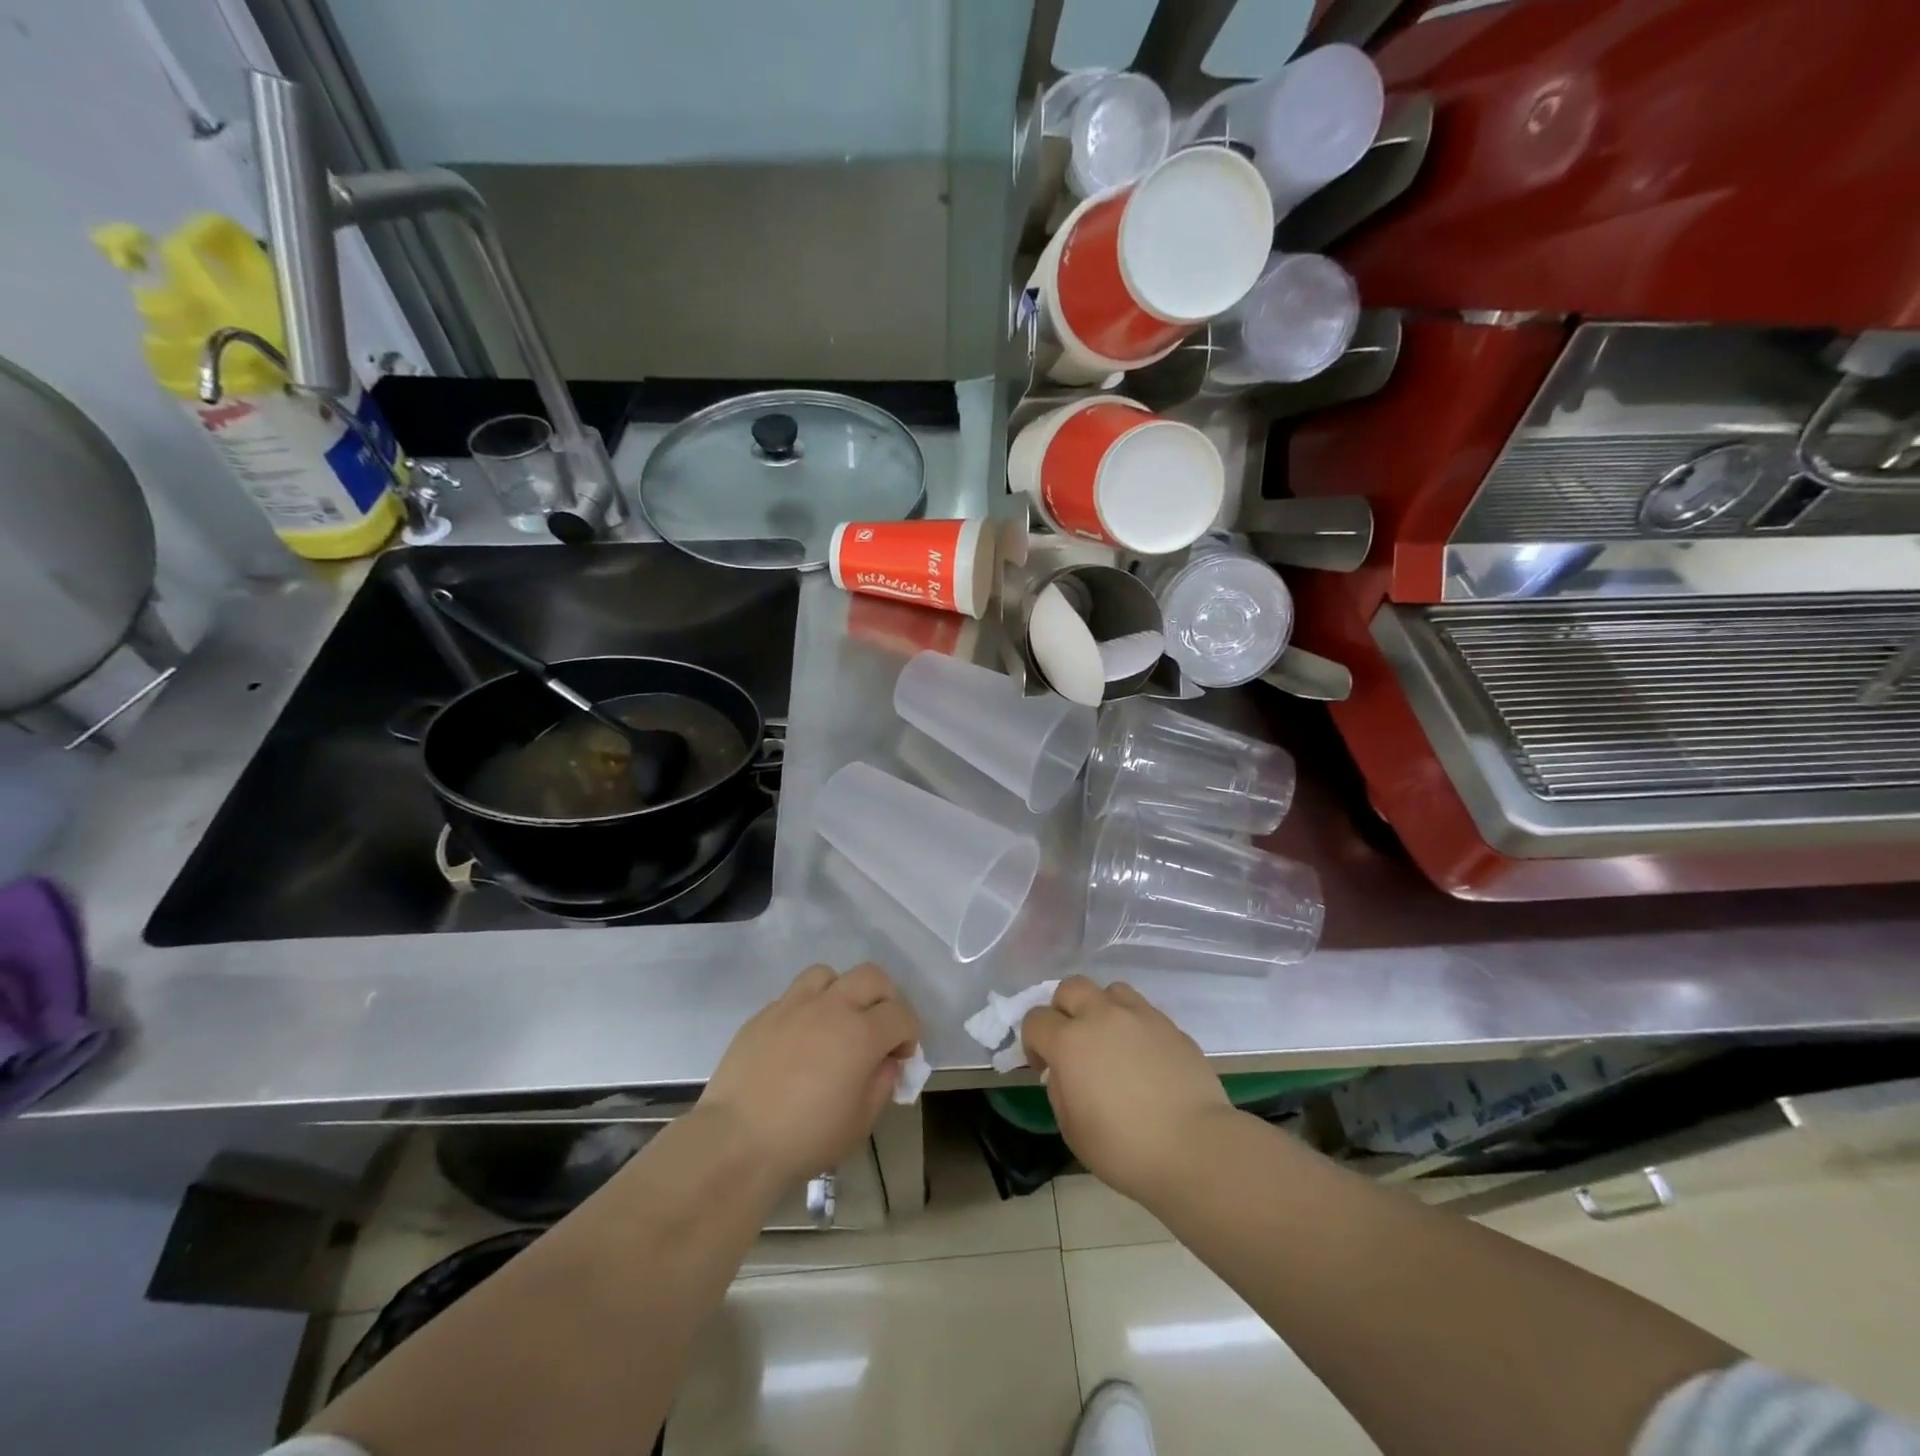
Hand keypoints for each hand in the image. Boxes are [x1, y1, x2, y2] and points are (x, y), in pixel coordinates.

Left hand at [698, 964, 919, 1188]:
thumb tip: (886, 1062)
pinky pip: (794, 995)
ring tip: (835, 1021)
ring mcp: (794, 1005)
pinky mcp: (764, 1014)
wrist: (737, 1141)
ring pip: (829, 974)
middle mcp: (831, 1007)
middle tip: (879, 1028)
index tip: (901, 1056)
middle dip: (885, 998)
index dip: (909, 1034)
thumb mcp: (860, 1122)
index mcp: (861, 1033)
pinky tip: (800, 1039)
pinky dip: (807, 1008)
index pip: (901, 1014)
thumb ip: (882, 1084)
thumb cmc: (806, 1138)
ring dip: (842, 992)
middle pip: (872, 976)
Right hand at [1022, 976, 1232, 1206]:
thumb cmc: (1125, 1148)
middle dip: (1063, 1009)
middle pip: (1070, 988)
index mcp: (1070, 1041)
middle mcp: (1102, 1016)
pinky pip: (1143, 1011)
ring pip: (1110, 991)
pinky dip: (1134, 1025)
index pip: (1035, 1019)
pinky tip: (1143, 1056)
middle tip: (1073, 1042)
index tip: (1044, 1067)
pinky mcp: (1171, 1025)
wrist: (1195, 1148)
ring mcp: (1140, 1016)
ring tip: (1111, 1040)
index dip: (1033, 1041)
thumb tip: (1065, 1072)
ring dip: (1102, 1009)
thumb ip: (1060, 1089)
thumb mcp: (1072, 1130)